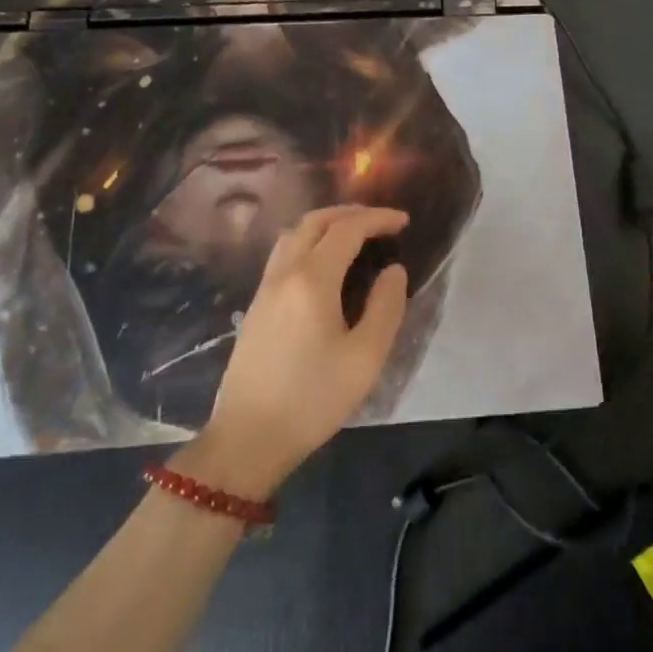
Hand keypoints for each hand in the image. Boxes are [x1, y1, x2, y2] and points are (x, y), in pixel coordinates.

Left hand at [179, 205, 409, 499]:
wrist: (248, 437)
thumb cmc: (313, 398)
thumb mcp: (365, 357)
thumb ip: (385, 306)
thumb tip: (393, 271)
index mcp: (312, 280)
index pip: (347, 229)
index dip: (378, 218)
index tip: (404, 221)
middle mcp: (284, 273)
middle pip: (314, 222)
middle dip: (351, 213)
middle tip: (381, 222)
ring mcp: (264, 288)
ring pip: (293, 235)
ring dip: (326, 225)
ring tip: (354, 236)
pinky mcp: (256, 306)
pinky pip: (283, 254)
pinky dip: (309, 242)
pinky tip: (325, 265)